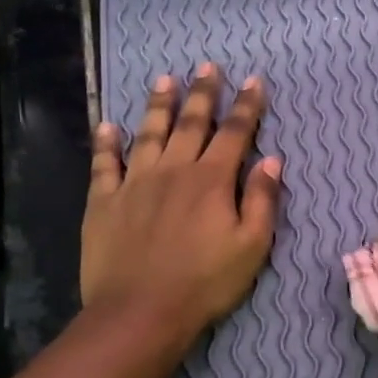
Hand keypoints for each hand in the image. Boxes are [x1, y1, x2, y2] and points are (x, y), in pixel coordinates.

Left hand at [81, 63, 281, 342]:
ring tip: (165, 79)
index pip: (235, 133)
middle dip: (203, 92)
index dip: (247, 106)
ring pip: (148, 133)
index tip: (254, 80)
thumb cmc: (206, 282)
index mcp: (212, 180)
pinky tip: (108, 126)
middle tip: (208, 65)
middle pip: (190, 123)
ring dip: (158, 104)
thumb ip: (262, 200)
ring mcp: (134, 183)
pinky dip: (106, 142)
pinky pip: (104, 163)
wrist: (141, 311)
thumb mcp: (252, 247)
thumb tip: (273, 161)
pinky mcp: (103, 201)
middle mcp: (173, 170)